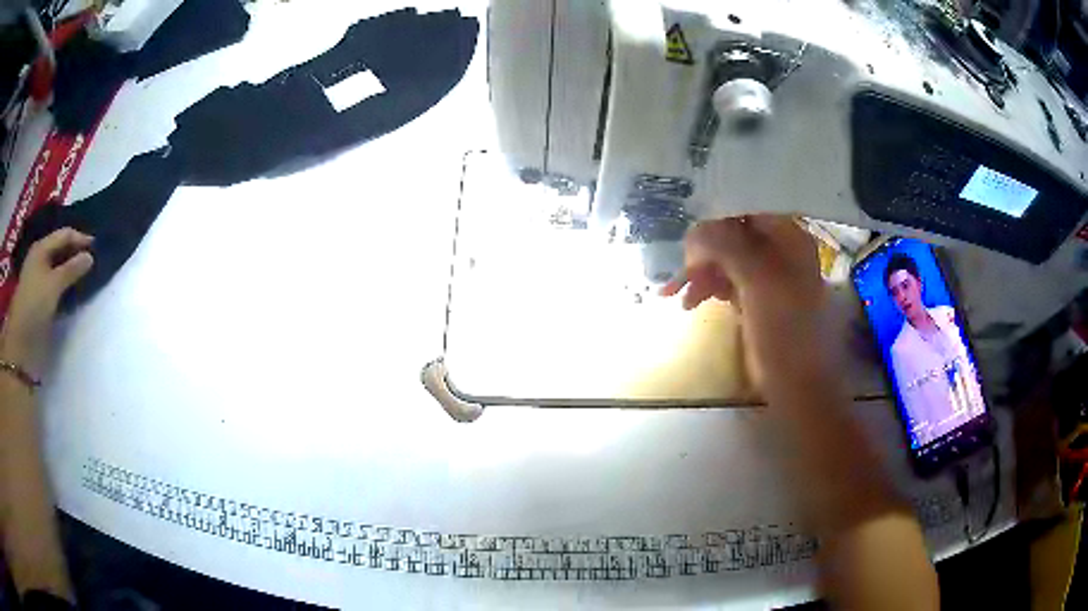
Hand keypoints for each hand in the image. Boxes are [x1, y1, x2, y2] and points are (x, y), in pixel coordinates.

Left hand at [1, 228, 93, 377]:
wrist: (21, 344)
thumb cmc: (34, 306)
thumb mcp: (54, 285)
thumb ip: (72, 269)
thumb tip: (90, 257)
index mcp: (41, 248)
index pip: (64, 235)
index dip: (80, 239)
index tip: (97, 247)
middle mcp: (39, 259)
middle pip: (60, 250)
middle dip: (75, 253)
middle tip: (92, 260)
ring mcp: (38, 280)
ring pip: (58, 268)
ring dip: (70, 271)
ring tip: (85, 276)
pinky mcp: (40, 299)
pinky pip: (55, 285)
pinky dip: (65, 286)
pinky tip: (72, 292)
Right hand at [661, 215, 828, 384]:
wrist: (798, 386)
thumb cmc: (785, 332)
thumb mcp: (758, 282)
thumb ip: (727, 247)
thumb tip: (695, 232)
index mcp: (789, 238)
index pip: (746, 210)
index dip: (716, 221)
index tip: (690, 241)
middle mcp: (780, 250)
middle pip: (733, 235)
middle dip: (704, 251)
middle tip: (683, 273)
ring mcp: (768, 276)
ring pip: (726, 259)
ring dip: (701, 272)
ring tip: (678, 295)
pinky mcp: (757, 298)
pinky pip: (727, 281)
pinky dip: (708, 287)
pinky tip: (691, 302)